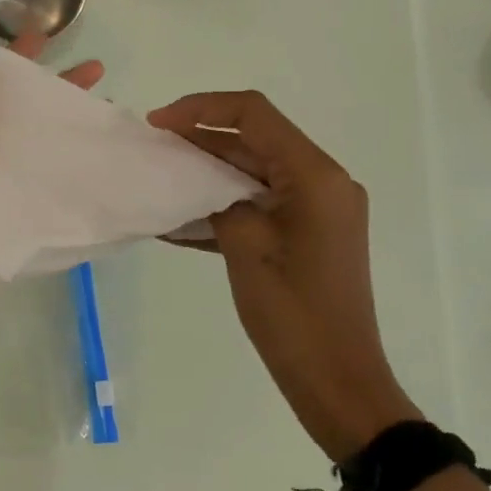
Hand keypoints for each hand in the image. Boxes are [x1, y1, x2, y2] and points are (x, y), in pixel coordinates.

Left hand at [0, 31, 102, 343]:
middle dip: (56, 97)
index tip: (43, 36)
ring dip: (68, 138)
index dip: (13, 63)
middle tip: (97, 75)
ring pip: (37, 157)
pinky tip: (100, 172)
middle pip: (22, 120)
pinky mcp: (11, 226)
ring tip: (109, 119)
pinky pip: (41, 199)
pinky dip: (67, 185)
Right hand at [146, 90, 418, 459]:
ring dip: (208, 173)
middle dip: (201, 140)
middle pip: (255, 141)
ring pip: (254, 173)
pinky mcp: (307, 235)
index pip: (254, 115)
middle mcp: (322, 182)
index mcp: (315, 176)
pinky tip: (179, 220)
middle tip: (152, 147)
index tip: (158, 123)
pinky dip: (223, 207)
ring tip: (159, 176)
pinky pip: (260, 206)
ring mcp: (317, 210)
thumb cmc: (293, 314)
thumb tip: (201, 184)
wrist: (337, 382)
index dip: (201, 108)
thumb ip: (219, 200)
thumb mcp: (246, 247)